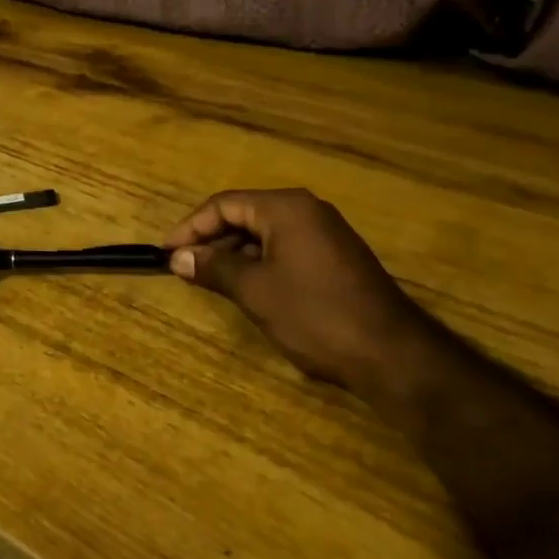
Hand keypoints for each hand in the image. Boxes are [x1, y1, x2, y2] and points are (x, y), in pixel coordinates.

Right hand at [164, 189, 429, 398]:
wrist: (392, 354)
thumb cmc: (315, 314)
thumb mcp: (255, 291)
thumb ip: (213, 268)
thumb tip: (178, 257)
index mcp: (285, 208)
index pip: (223, 204)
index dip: (190, 227)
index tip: (166, 253)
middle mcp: (306, 211)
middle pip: (244, 215)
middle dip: (211, 240)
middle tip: (184, 267)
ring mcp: (325, 234)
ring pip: (264, 234)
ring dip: (233, 253)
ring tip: (209, 280)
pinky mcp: (336, 258)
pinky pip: (285, 249)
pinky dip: (259, 263)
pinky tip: (247, 288)